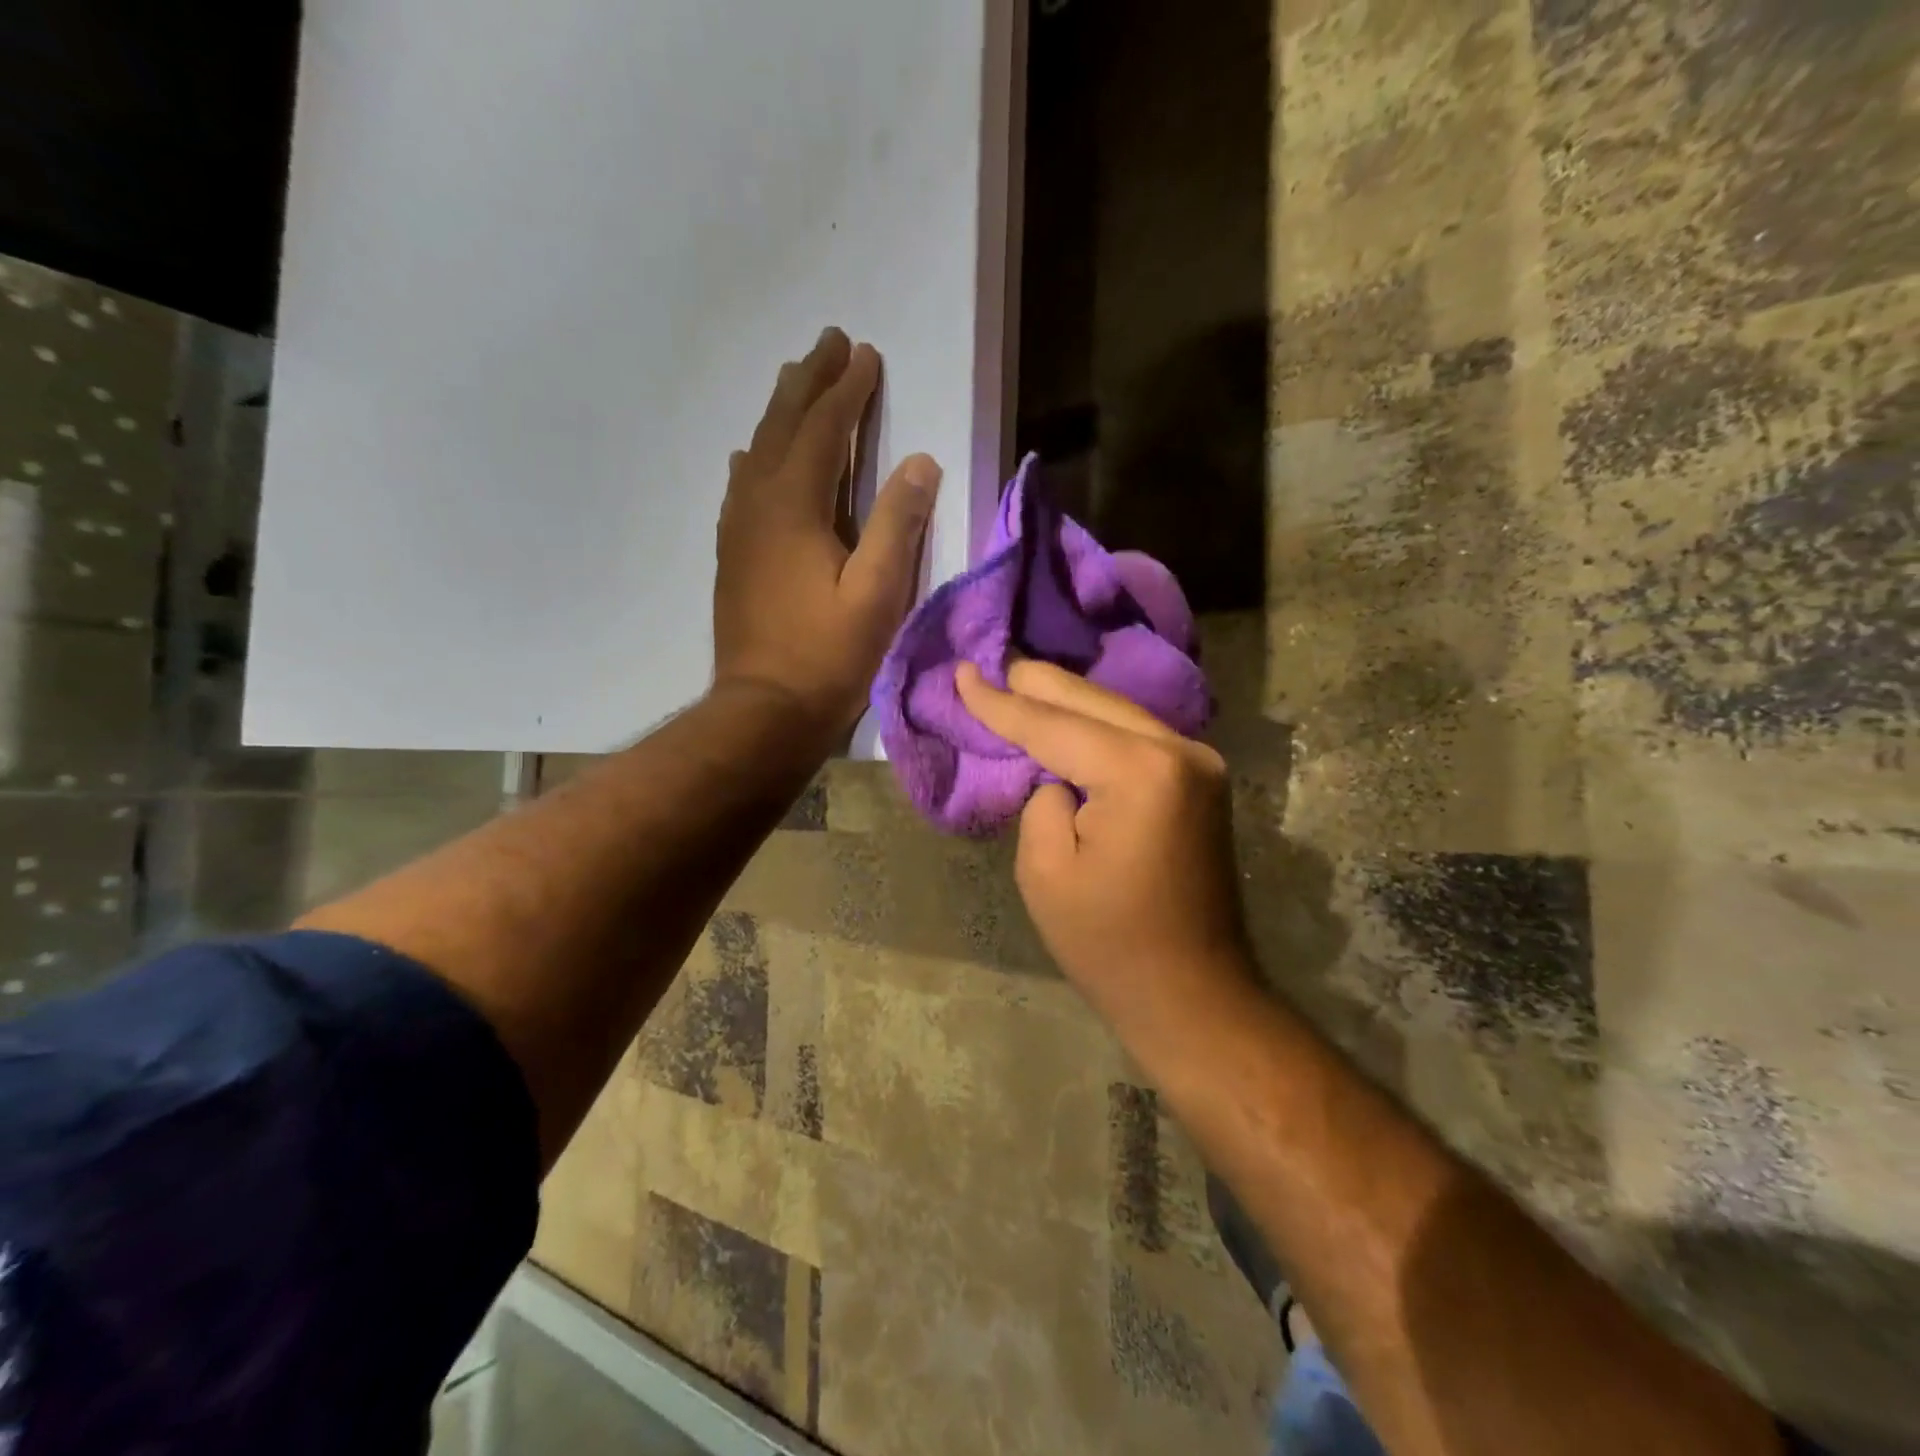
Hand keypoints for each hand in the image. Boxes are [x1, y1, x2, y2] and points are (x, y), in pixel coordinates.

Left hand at [714, 329, 940, 735]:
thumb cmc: (828, 655)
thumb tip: (919, 461)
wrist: (765, 709)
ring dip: (781, 413)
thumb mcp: (877, 593)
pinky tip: (755, 457)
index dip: (846, 390)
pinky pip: (742, 486)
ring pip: (758, 451)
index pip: (823, 430)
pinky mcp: (732, 555)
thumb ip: (897, 523)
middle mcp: (758, 504)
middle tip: (829, 344)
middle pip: (782, 427)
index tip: (864, 353)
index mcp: (795, 507)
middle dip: (808, 383)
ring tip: (797, 384)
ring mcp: (738, 529)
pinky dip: (758, 458)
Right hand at [954, 659, 1250, 1024]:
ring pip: (1117, 712)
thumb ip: (1043, 800)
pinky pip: (1137, 735)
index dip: (1001, 702)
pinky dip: (1097, 725)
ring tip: (1020, 682)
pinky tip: (1068, 717)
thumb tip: (1059, 776)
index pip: (1053, 725)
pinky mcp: (1201, 780)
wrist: (1193, 994)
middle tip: (992, 663)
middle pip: (1092, 702)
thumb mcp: (1046, 871)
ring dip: (1068, 701)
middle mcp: (1179, 751)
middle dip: (1037, 685)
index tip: (962, 673)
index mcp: (1139, 771)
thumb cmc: (1110, 943)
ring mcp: (1199, 762)